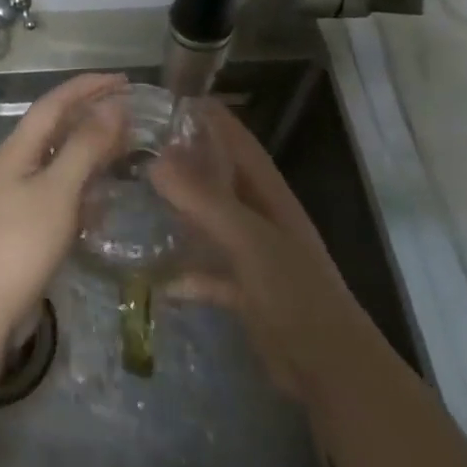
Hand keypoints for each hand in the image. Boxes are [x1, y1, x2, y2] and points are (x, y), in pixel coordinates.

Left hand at [0, 72, 128, 337]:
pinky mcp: (31, 222)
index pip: (55, 103)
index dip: (88, 87)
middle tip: (132, 110)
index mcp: (19, 148)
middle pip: (58, 127)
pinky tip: (108, 190)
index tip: (124, 80)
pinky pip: (64, 188)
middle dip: (93, 113)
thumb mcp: (58, 190)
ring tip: (128, 143)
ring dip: (93, 146)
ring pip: (63, 157)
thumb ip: (85, 146)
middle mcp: (19, 164)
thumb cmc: (22, 242)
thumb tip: (113, 106)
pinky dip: (87, 181)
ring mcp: (23, 194)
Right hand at [152, 98, 376, 405]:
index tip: (169, 99)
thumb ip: (203, 199)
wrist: (328, 368)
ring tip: (137, 198)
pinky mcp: (244, 291)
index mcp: (268, 193)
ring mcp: (253, 254)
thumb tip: (155, 159)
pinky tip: (156, 278)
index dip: (210, 117)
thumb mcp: (247, 239)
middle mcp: (260, 216)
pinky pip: (208, 272)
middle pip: (219, 177)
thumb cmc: (293, 291)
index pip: (237, 140)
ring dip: (180, 211)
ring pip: (210, 222)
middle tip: (138, 147)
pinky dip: (185, 273)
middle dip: (184, 160)